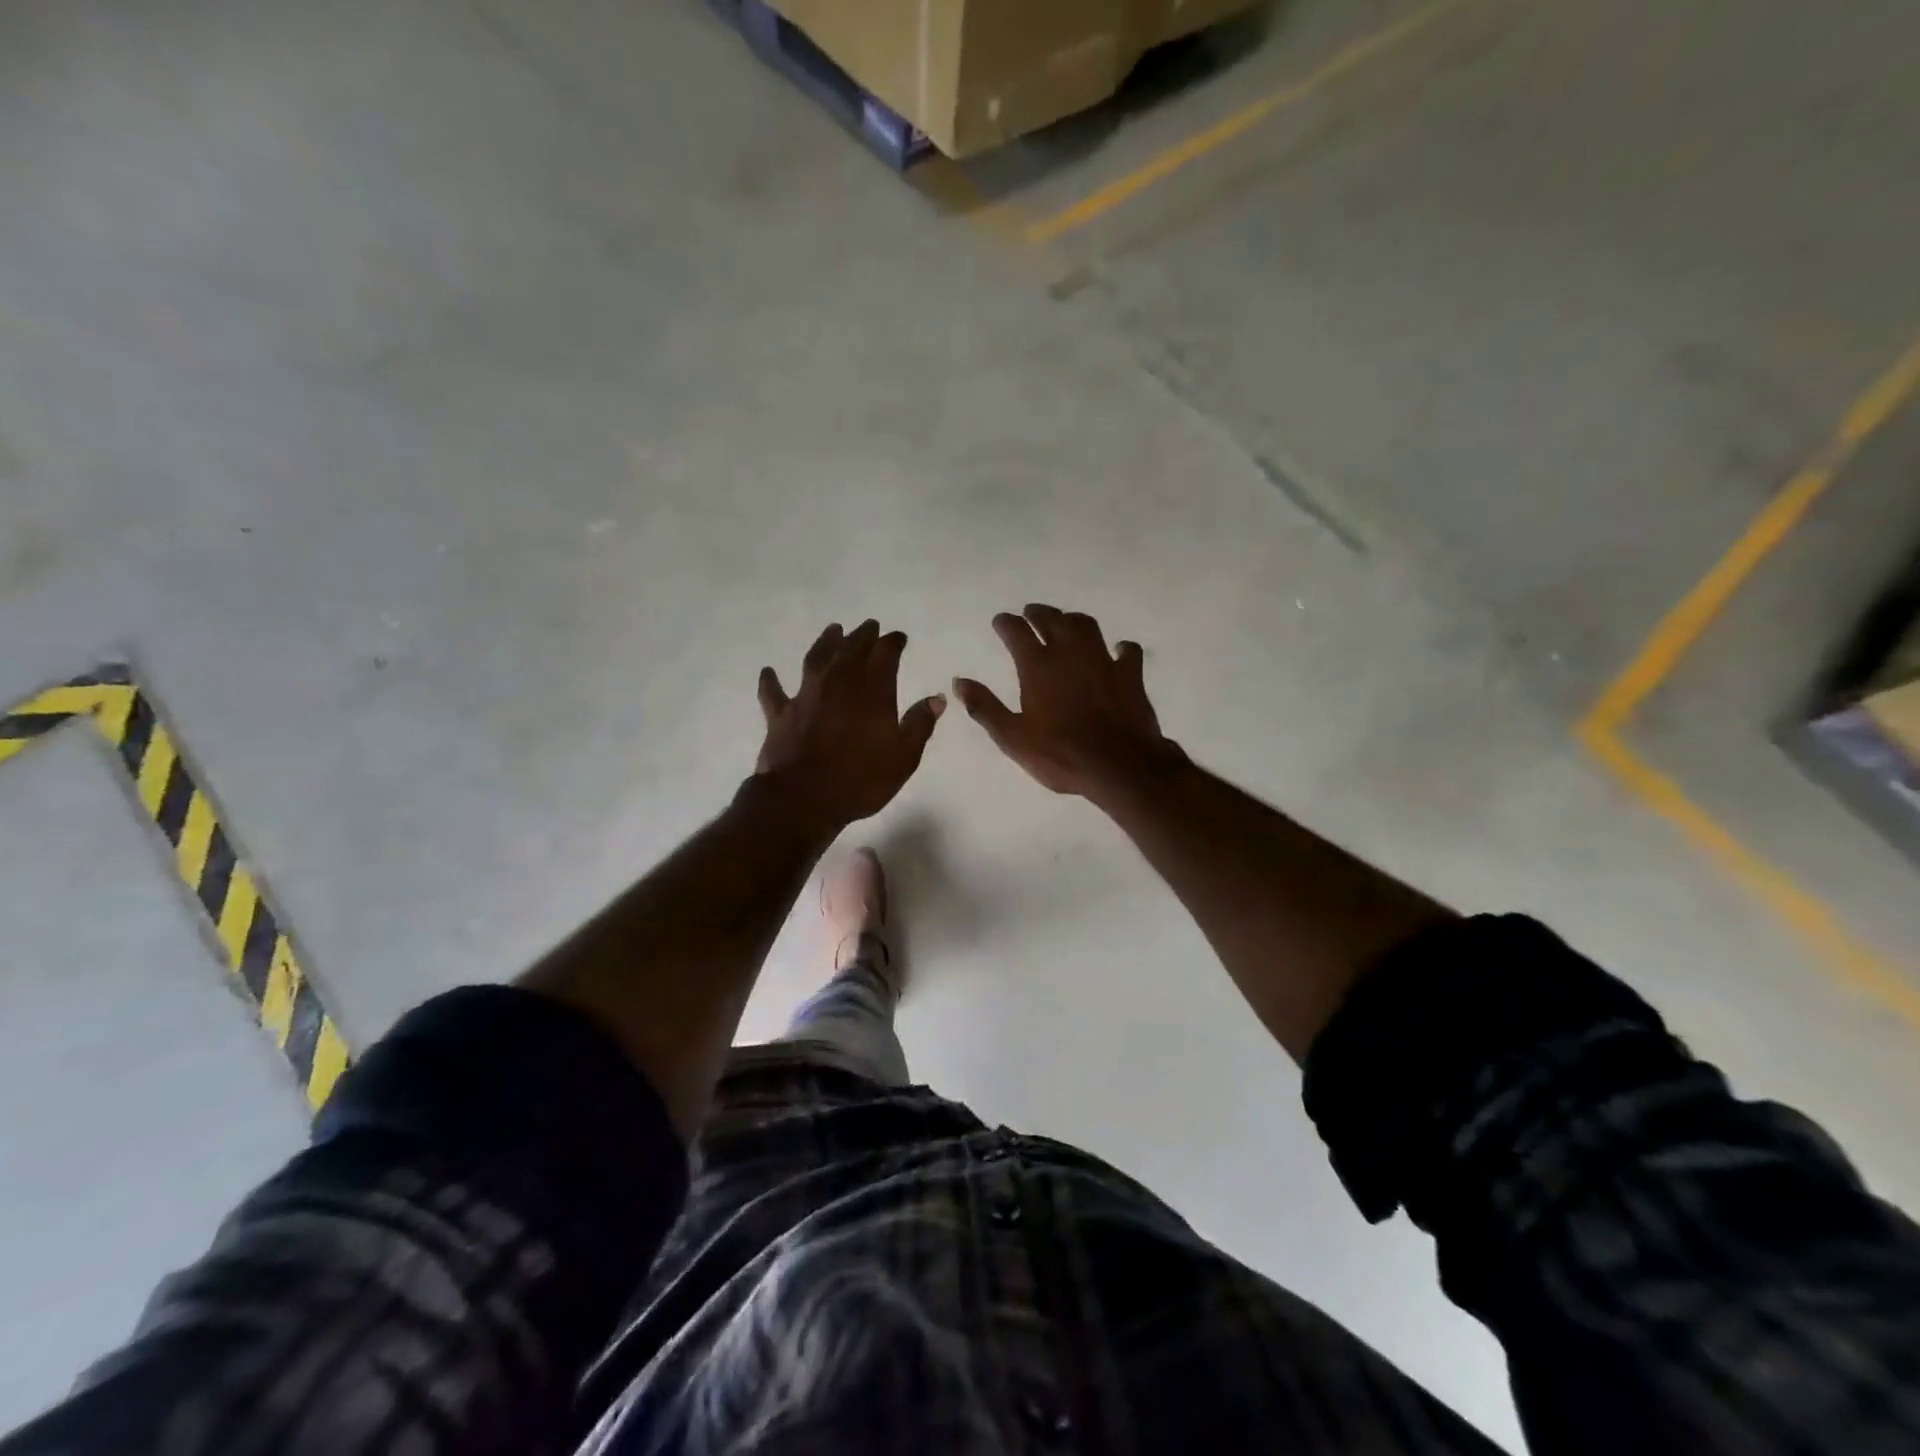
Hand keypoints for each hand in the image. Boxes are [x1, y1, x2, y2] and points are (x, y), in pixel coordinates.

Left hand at [754, 619, 945, 833]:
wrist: (803, 798)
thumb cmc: (860, 779)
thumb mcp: (903, 757)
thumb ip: (919, 724)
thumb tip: (936, 698)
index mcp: (872, 690)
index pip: (885, 654)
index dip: (893, 643)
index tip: (899, 638)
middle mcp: (838, 683)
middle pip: (851, 648)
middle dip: (863, 636)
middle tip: (870, 626)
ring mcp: (806, 695)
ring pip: (816, 659)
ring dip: (825, 642)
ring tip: (833, 630)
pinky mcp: (780, 714)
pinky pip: (773, 692)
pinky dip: (771, 681)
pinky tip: (768, 671)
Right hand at [953, 604, 1184, 800]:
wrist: (1119, 765)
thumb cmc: (1060, 755)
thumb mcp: (1013, 738)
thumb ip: (985, 707)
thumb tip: (960, 682)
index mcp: (1038, 666)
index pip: (1017, 631)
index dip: (1006, 623)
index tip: (1000, 621)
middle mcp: (1069, 653)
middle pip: (1052, 620)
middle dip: (1038, 613)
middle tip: (1031, 613)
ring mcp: (1103, 660)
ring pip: (1087, 626)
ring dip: (1073, 620)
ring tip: (1066, 622)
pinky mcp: (1130, 674)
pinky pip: (1127, 651)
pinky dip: (1120, 648)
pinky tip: (1117, 651)